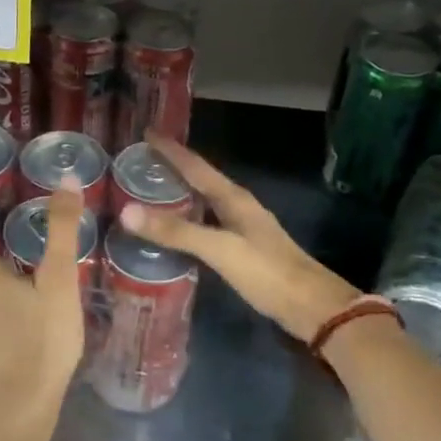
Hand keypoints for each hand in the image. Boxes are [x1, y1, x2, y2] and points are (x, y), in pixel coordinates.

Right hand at [118, 134, 360, 342]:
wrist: (312, 307)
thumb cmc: (267, 273)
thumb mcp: (220, 250)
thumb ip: (176, 232)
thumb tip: (127, 211)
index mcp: (234, 199)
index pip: (196, 166)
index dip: (171, 150)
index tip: (146, 133)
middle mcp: (238, 206)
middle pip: (200, 180)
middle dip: (172, 169)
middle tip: (140, 163)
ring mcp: (243, 227)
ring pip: (204, 201)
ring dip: (179, 194)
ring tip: (150, 192)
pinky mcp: (243, 249)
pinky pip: (208, 223)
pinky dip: (188, 220)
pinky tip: (175, 231)